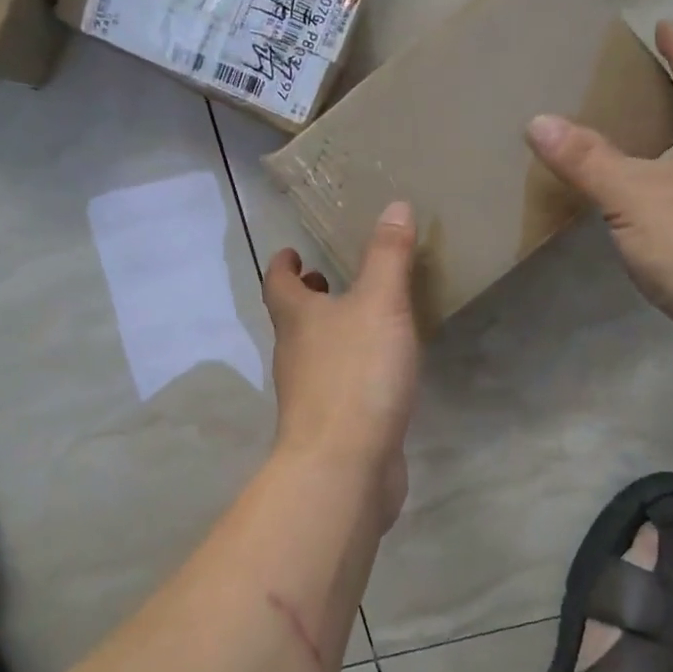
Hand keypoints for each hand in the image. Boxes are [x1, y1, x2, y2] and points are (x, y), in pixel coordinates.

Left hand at [262, 202, 419, 522]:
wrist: (344, 466)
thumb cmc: (356, 374)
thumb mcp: (380, 304)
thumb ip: (388, 256)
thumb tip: (394, 205)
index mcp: (296, 319)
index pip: (278, 282)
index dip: (282, 264)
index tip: (291, 250)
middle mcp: (294, 354)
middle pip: (292, 318)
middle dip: (308, 296)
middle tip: (329, 278)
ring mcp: (309, 393)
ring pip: (314, 351)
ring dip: (330, 331)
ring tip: (362, 316)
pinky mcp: (331, 424)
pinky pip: (338, 383)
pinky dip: (350, 367)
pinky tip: (380, 369)